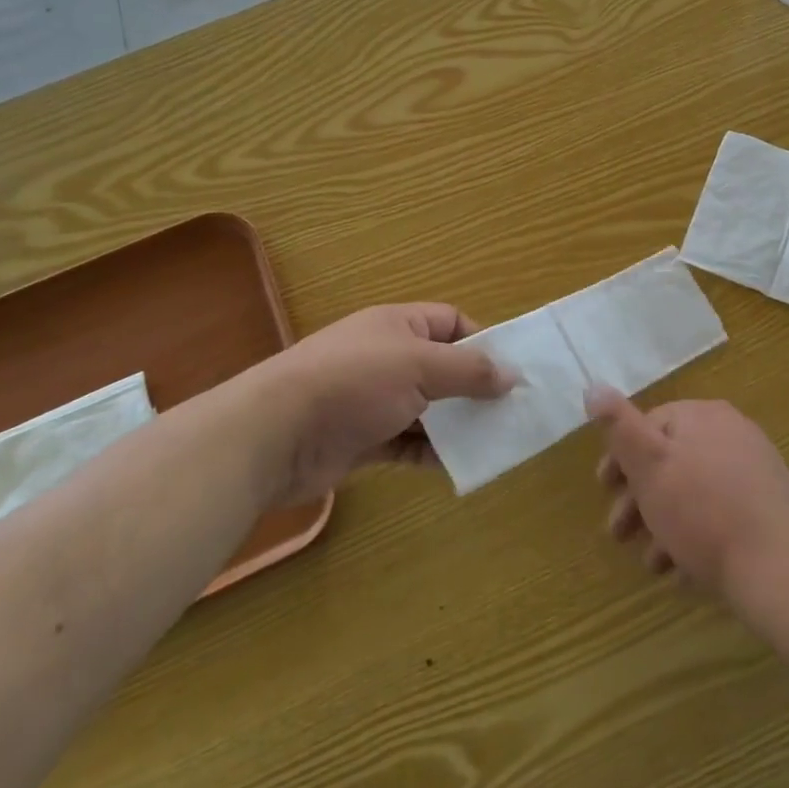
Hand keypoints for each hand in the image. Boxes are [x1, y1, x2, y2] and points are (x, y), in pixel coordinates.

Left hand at [264, 304, 509, 502]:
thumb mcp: (420, 366)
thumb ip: (469, 371)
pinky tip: (457, 465)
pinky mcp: (362, 439)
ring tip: (493, 440)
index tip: (510, 369)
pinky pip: (407, 443)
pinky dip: (430, 452)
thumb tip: (513, 375)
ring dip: (456, 424)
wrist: (275, 434)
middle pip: (442, 368)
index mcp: (399, 325)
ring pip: (427, 409)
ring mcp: (373, 400)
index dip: (482, 341)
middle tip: (511, 411)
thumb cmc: (354, 382)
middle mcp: (387, 358)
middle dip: (474, 388)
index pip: (451, 322)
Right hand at [590, 392, 788, 606]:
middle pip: (672, 460)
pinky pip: (721, 513)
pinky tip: (684, 571)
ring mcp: (756, 469)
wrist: (782, 571)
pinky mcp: (770, 507)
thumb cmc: (704, 513)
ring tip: (652, 564)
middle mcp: (732, 432)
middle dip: (640, 498)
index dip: (621, 458)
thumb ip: (620, 426)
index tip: (603, 491)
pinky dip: (696, 536)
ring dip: (665, 524)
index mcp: (703, 416)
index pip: (650, 424)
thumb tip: (594, 386)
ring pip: (693, 491)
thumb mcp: (650, 466)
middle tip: (619, 534)